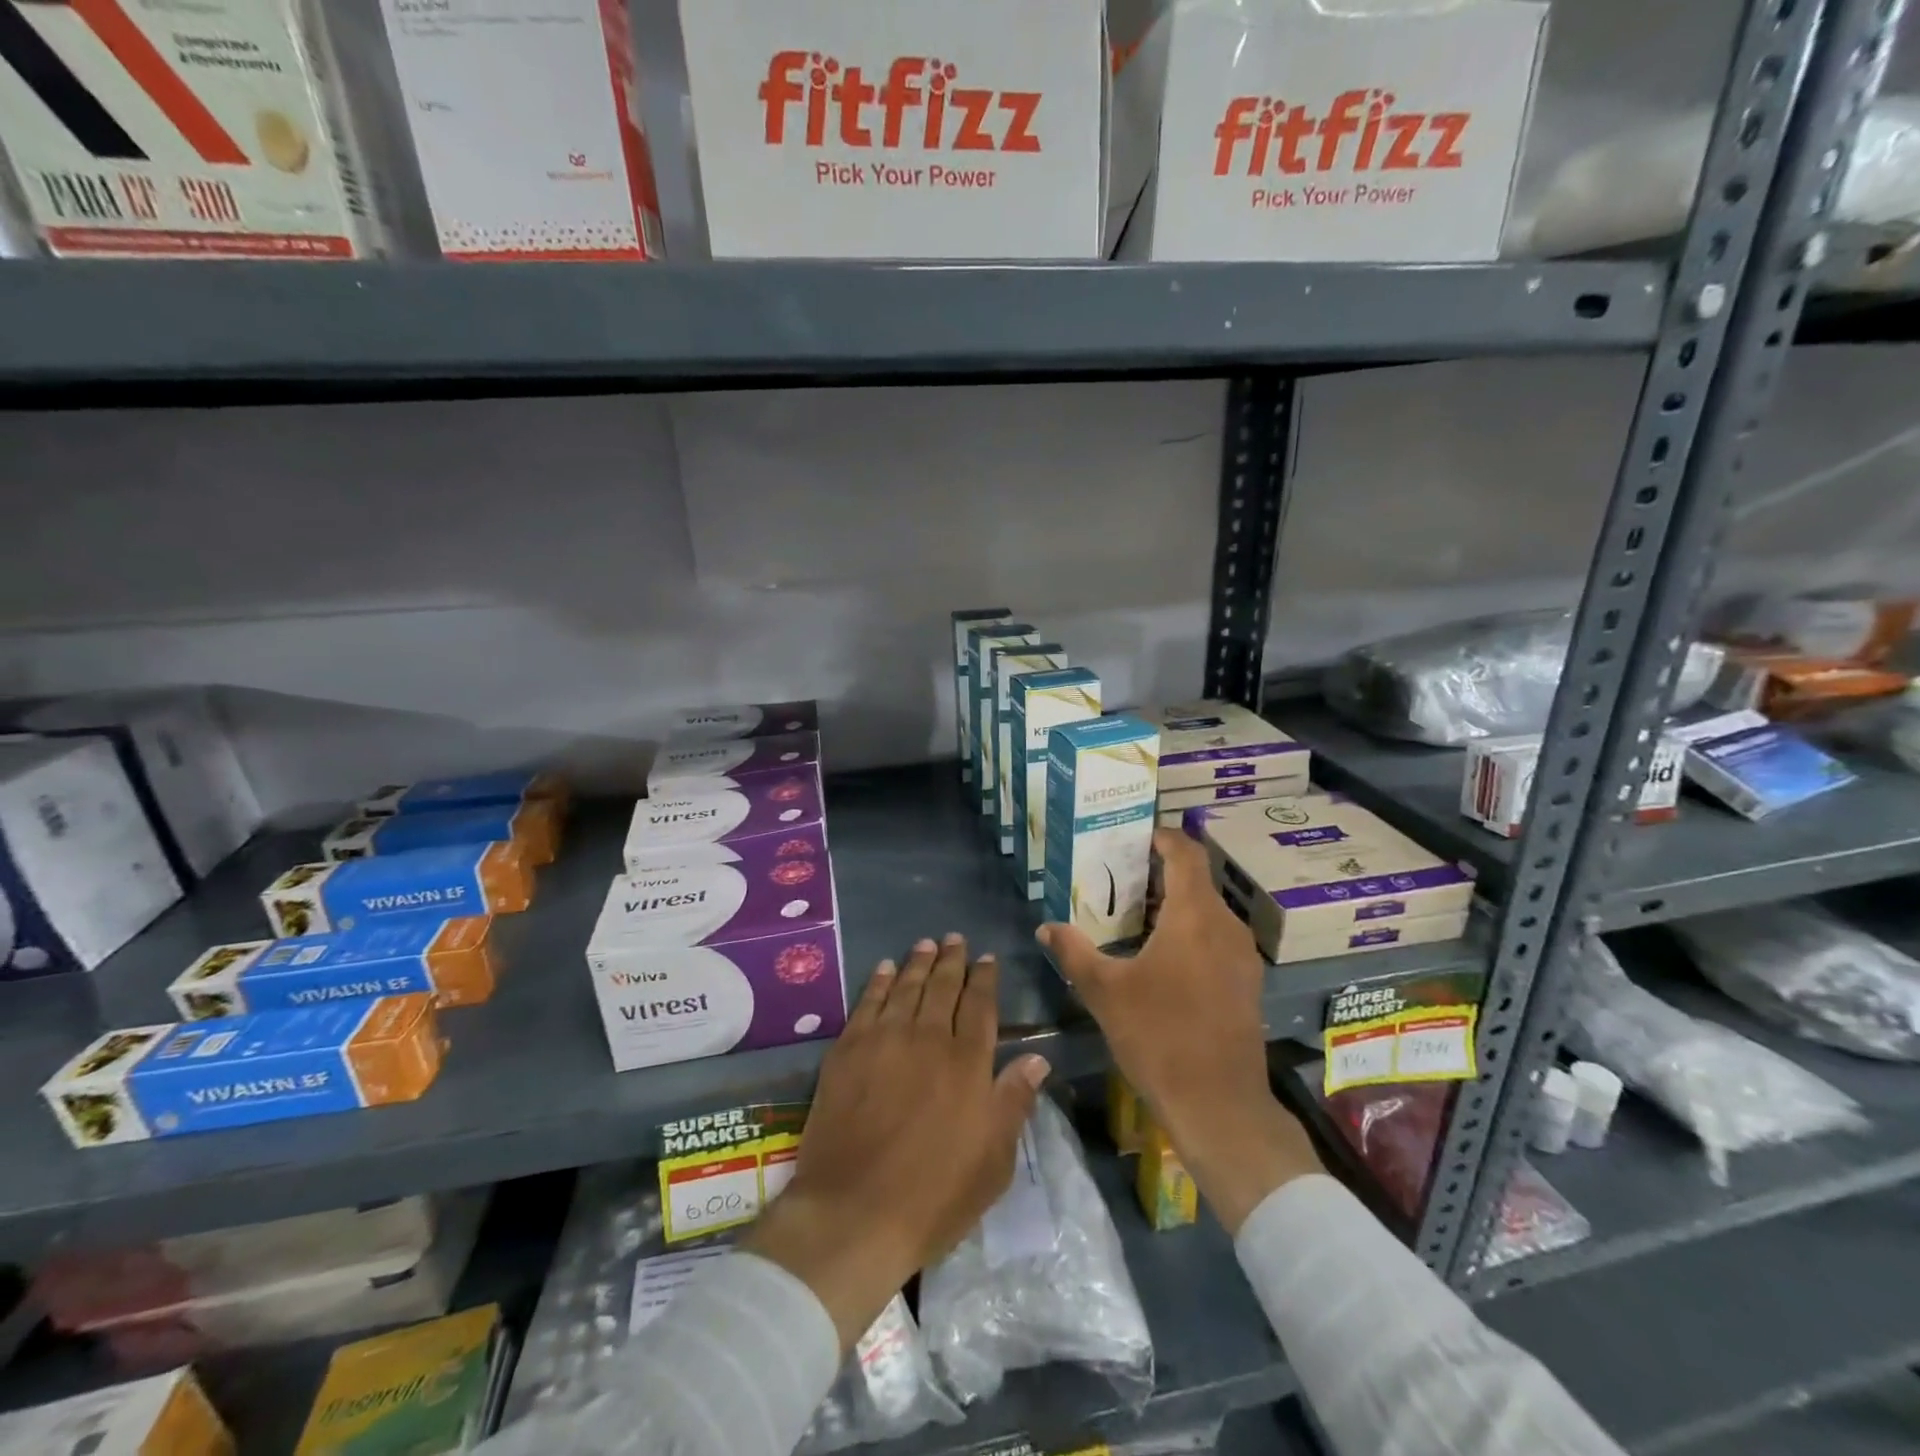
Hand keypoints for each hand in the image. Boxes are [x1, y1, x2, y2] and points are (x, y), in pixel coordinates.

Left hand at [744, 934, 1048, 1349]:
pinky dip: (878, 982)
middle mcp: (928, 1038)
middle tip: (955, 939)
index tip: (988, 958)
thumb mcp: (993, 1160)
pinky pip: (867, 1003)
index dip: (985, 979)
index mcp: (968, 1063)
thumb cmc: (934, 1195)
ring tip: (926, 943)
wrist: (854, 1213)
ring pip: (906, 987)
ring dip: (918, 962)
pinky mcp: (847, 1050)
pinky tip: (884, 969)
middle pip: (943, 987)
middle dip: (952, 960)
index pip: (980, 1006)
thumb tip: (1037, 1057)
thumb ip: (1014, 1101)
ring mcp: (885, 1040)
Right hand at [1039, 828, 1321, 1232]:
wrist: (1219, 1104)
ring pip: (1207, 911)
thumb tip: (1045, 927)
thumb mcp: (1105, 991)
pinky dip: (1190, 931)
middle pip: (1196, 881)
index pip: (1186, 853)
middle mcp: (1225, 926)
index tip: (1136, 836)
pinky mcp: (1245, 983)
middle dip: (1160, 873)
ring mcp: (1242, 956)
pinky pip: (1216, 937)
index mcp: (1194, 916)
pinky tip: (1160, 956)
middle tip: (1119, 877)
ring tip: (1134, 915)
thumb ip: (1073, 951)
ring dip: (1174, 904)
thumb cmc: (1159, 1036)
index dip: (1163, 837)